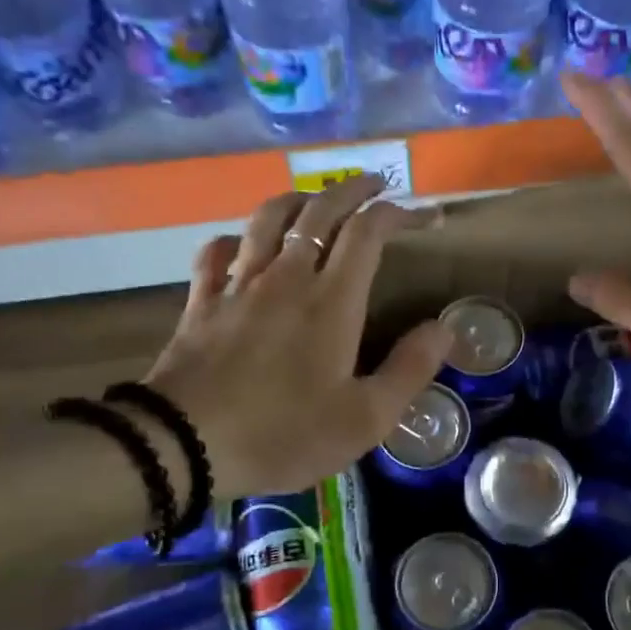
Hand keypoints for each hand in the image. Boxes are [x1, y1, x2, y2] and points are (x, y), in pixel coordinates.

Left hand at [144, 175, 451, 497]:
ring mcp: (238, 285)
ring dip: (299, 200)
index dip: (398, 214)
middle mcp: (286, 278)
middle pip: (320, 211)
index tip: (422, 217)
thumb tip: (444, 328)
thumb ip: (409, 370)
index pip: (368, 233)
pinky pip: (217, 252)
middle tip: (376, 184)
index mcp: (332, 302)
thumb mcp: (365, 418)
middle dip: (353, 190)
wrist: (186, 445)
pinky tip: (242, 246)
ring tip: (317, 201)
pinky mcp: (202, 302)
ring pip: (268, 219)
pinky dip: (236, 239)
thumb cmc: (285, 434)